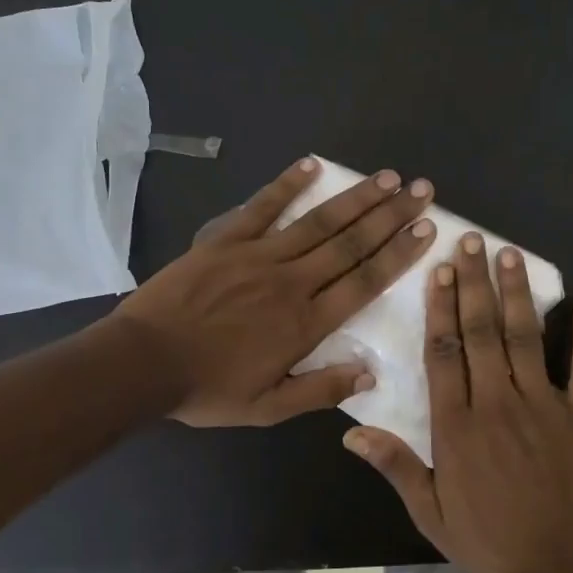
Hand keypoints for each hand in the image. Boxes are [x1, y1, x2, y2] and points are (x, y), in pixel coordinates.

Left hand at [115, 157, 436, 427]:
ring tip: (387, 178)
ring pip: (318, 222)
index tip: (427, 230)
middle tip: (421, 190)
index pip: (365, 282)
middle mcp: (292, 282)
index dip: (399, 254)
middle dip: (390, 216)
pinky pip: (262, 207)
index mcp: (306, 324)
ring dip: (355, 198)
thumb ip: (320, 391)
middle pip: (351, 244)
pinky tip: (312, 165)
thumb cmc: (208, 389)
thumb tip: (370, 375)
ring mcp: (258, 256)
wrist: (144, 362)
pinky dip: (287, 185)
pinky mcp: (226, 241)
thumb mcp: (267, 408)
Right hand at [343, 234, 572, 572]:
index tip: (437, 272)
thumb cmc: (491, 544)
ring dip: (517, 294)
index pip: (444, 354)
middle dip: (473, 284)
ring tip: (509, 254)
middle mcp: (498, 403)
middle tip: (470, 241)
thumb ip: (396, 467)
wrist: (564, 572)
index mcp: (458, 426)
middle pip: (482, 332)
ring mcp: (544, 405)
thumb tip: (351, 431)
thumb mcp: (432, 514)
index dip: (439, 309)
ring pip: (526, 338)